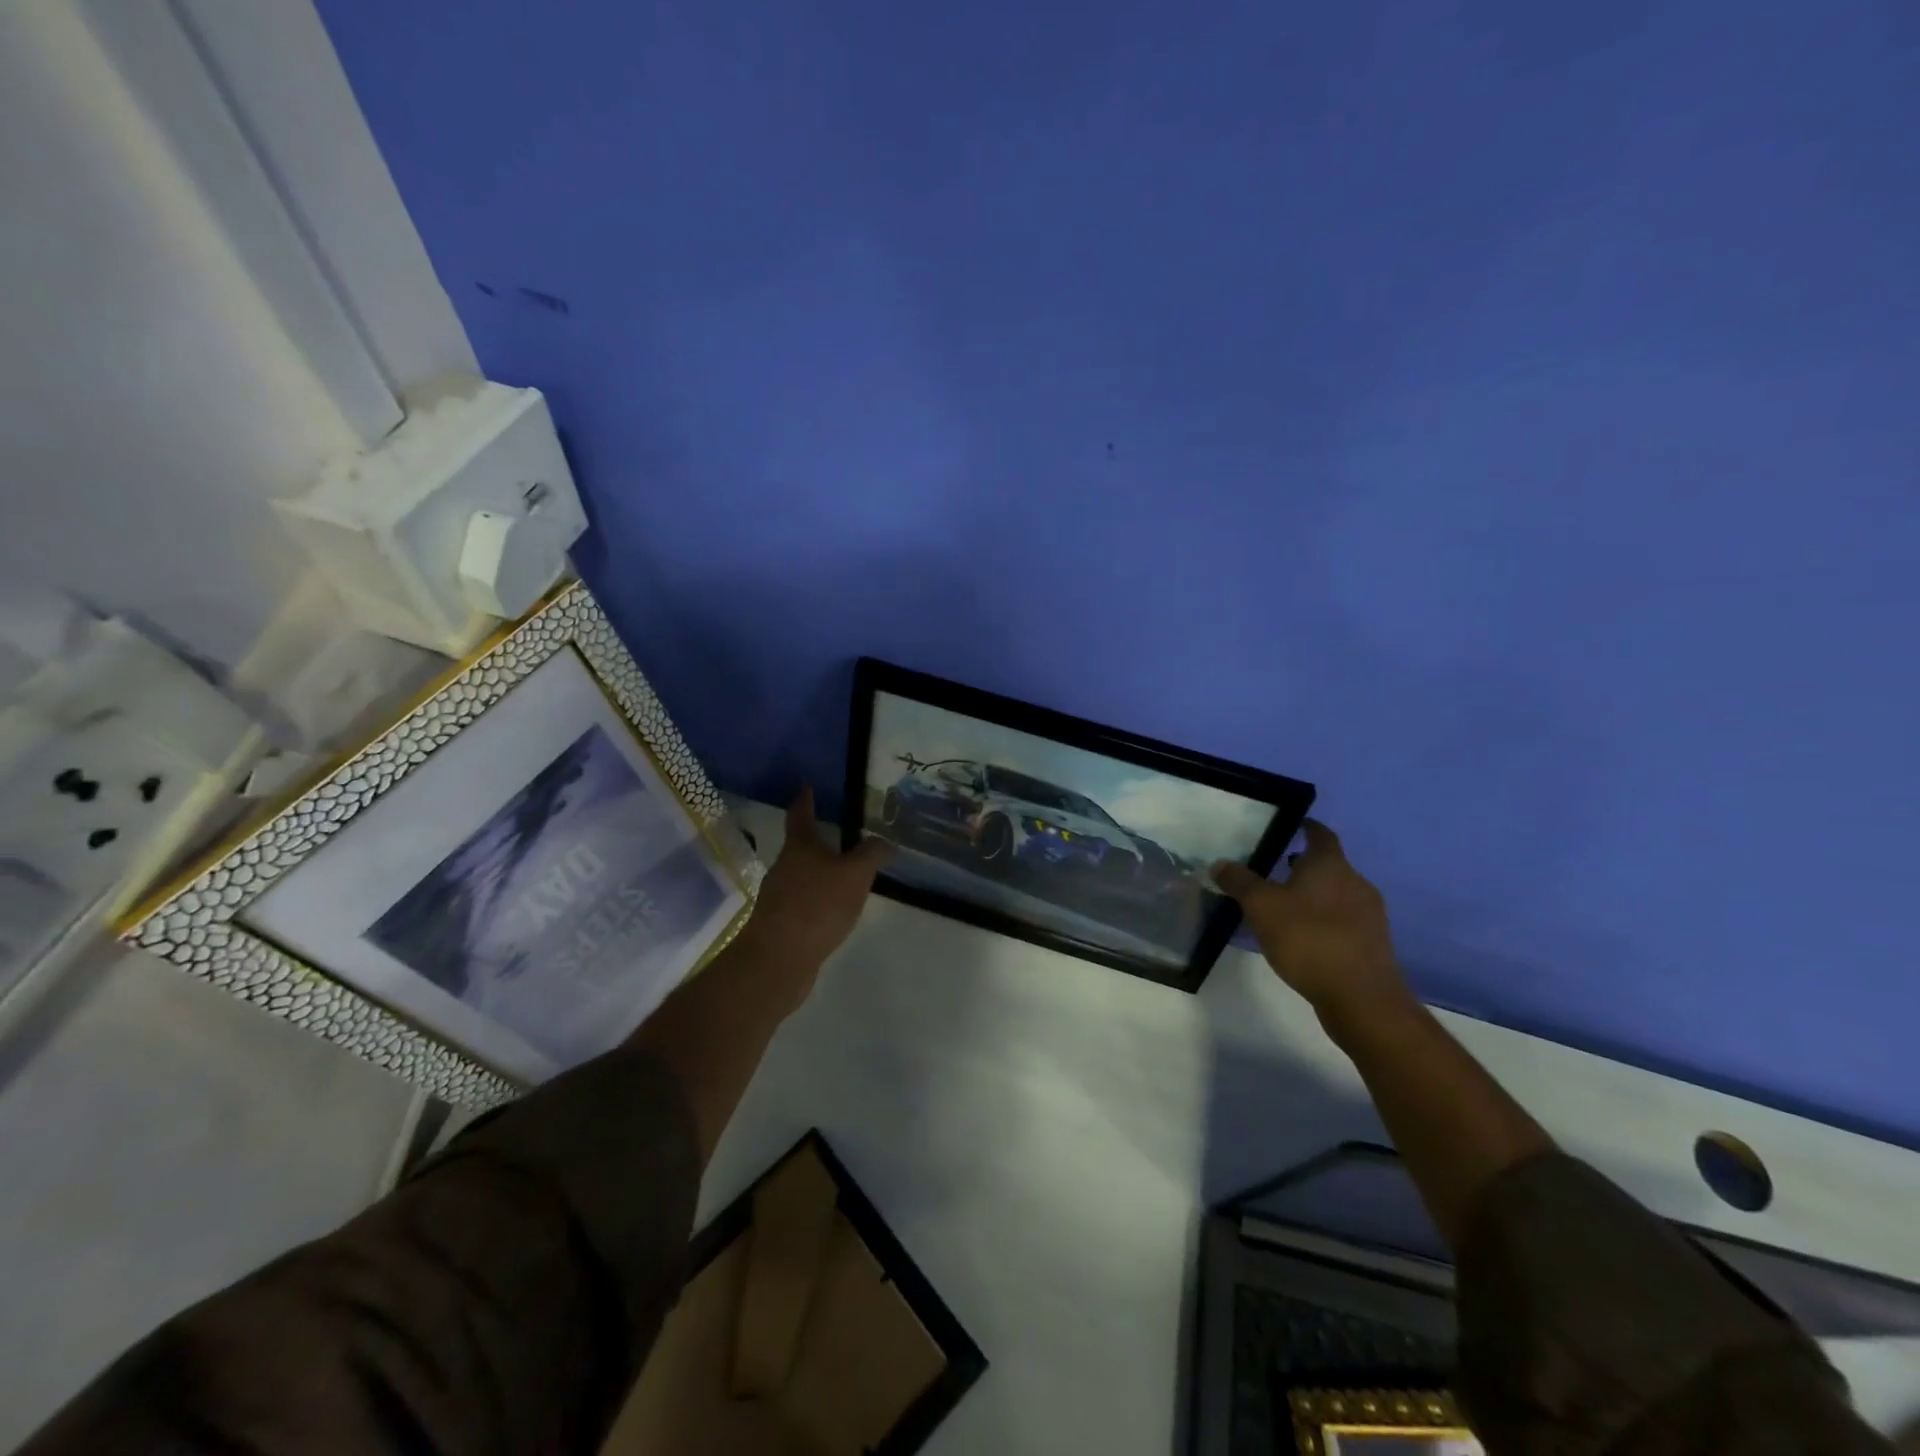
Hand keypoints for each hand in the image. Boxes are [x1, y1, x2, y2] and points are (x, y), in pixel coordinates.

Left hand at [737, 788, 889, 990]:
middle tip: (842, 835)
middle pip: (800, 847)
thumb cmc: (816, 906)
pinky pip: (804, 902)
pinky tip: (834, 910)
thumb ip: (872, 854)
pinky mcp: (781, 924)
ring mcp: (779, 897)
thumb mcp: (854, 875)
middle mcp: (784, 867)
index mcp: (799, 847)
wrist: (778, 959)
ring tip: (845, 874)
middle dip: (819, 840)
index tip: (807, 787)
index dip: (805, 800)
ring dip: (820, 872)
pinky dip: (819, 900)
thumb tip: (886, 841)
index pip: (800, 815)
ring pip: (802, 876)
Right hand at [1213, 820, 1406, 1021]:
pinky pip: (1344, 920)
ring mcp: (1369, 914)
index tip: (1290, 824)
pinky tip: (1304, 936)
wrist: (1361, 997)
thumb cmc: (1308, 939)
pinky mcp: (1373, 944)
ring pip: (1337, 893)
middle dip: (1304, 865)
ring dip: (1314, 894)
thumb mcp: (1261, 906)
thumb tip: (1220, 863)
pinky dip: (1324, 919)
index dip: (1306, 827)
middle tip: (1275, 869)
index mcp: (1330, 865)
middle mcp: (1355, 882)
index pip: (1320, 834)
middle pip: (1329, 865)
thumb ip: (1239, 882)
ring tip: (1285, 906)